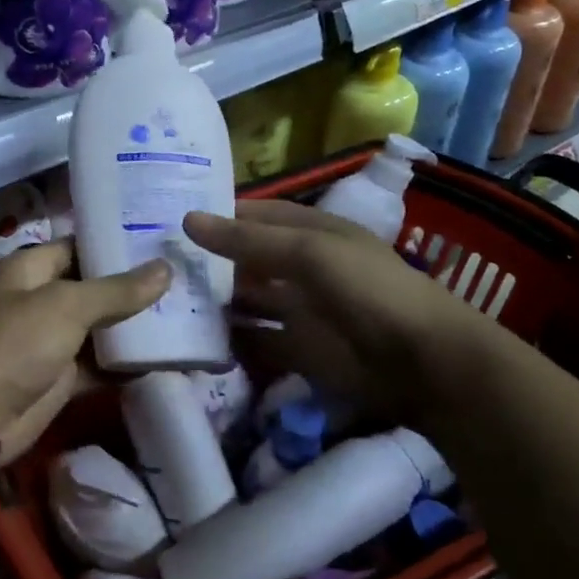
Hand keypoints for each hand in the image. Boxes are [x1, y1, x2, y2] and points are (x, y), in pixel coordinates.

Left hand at [0, 241, 168, 465]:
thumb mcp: (67, 305)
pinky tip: (167, 355)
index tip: (160, 240)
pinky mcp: (63, 376)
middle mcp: (42, 298)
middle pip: (94, 287)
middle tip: (184, 275)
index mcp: (32, 269)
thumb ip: (117, 290)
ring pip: (101, 326)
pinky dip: (126, 362)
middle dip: (134, 285)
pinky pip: (101, 363)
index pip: (80, 246)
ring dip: (134, 324)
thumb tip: (166, 269)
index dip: (116, 243)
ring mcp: (53, 339)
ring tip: (186, 310)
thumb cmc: (17, 341)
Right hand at [182, 202, 506, 433]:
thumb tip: (187, 219)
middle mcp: (299, 266)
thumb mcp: (309, 252)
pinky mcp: (296, 349)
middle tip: (154, 262)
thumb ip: (247, 240)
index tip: (166, 217)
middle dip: (207, 259)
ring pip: (245, 299)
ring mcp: (298, 308)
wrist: (423, 363)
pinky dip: (229, 340)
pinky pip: (254, 340)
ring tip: (164, 298)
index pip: (252, 215)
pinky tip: (193, 338)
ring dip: (213, 299)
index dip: (216, 214)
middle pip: (244, 258)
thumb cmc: (368, 290)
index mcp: (309, 231)